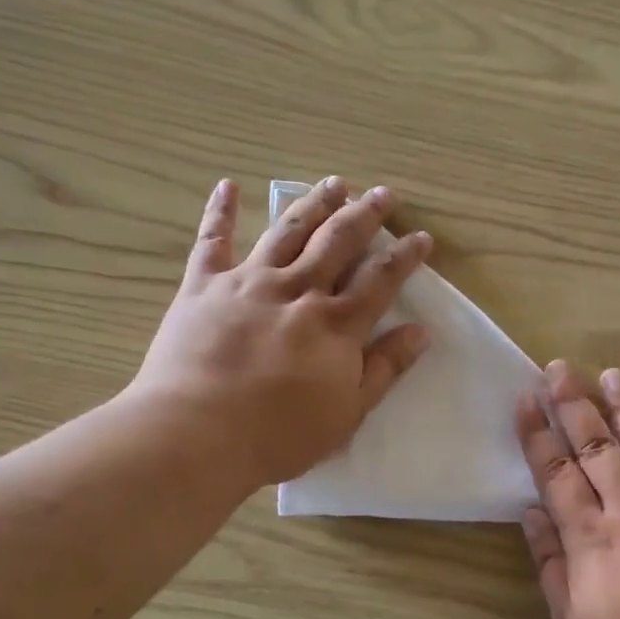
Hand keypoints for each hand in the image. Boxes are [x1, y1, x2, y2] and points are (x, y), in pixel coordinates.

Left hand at [131, 177, 430, 489]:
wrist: (198, 433)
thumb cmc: (280, 435)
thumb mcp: (347, 412)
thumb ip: (384, 369)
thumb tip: (421, 332)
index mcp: (335, 325)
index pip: (380, 280)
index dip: (404, 256)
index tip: (421, 237)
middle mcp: (297, 291)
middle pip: (337, 242)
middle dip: (364, 216)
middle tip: (382, 194)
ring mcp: (248, 282)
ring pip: (288, 231)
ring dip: (314, 204)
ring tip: (334, 183)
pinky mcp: (203, 286)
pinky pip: (212, 241)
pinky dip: (221, 212)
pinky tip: (229, 185)